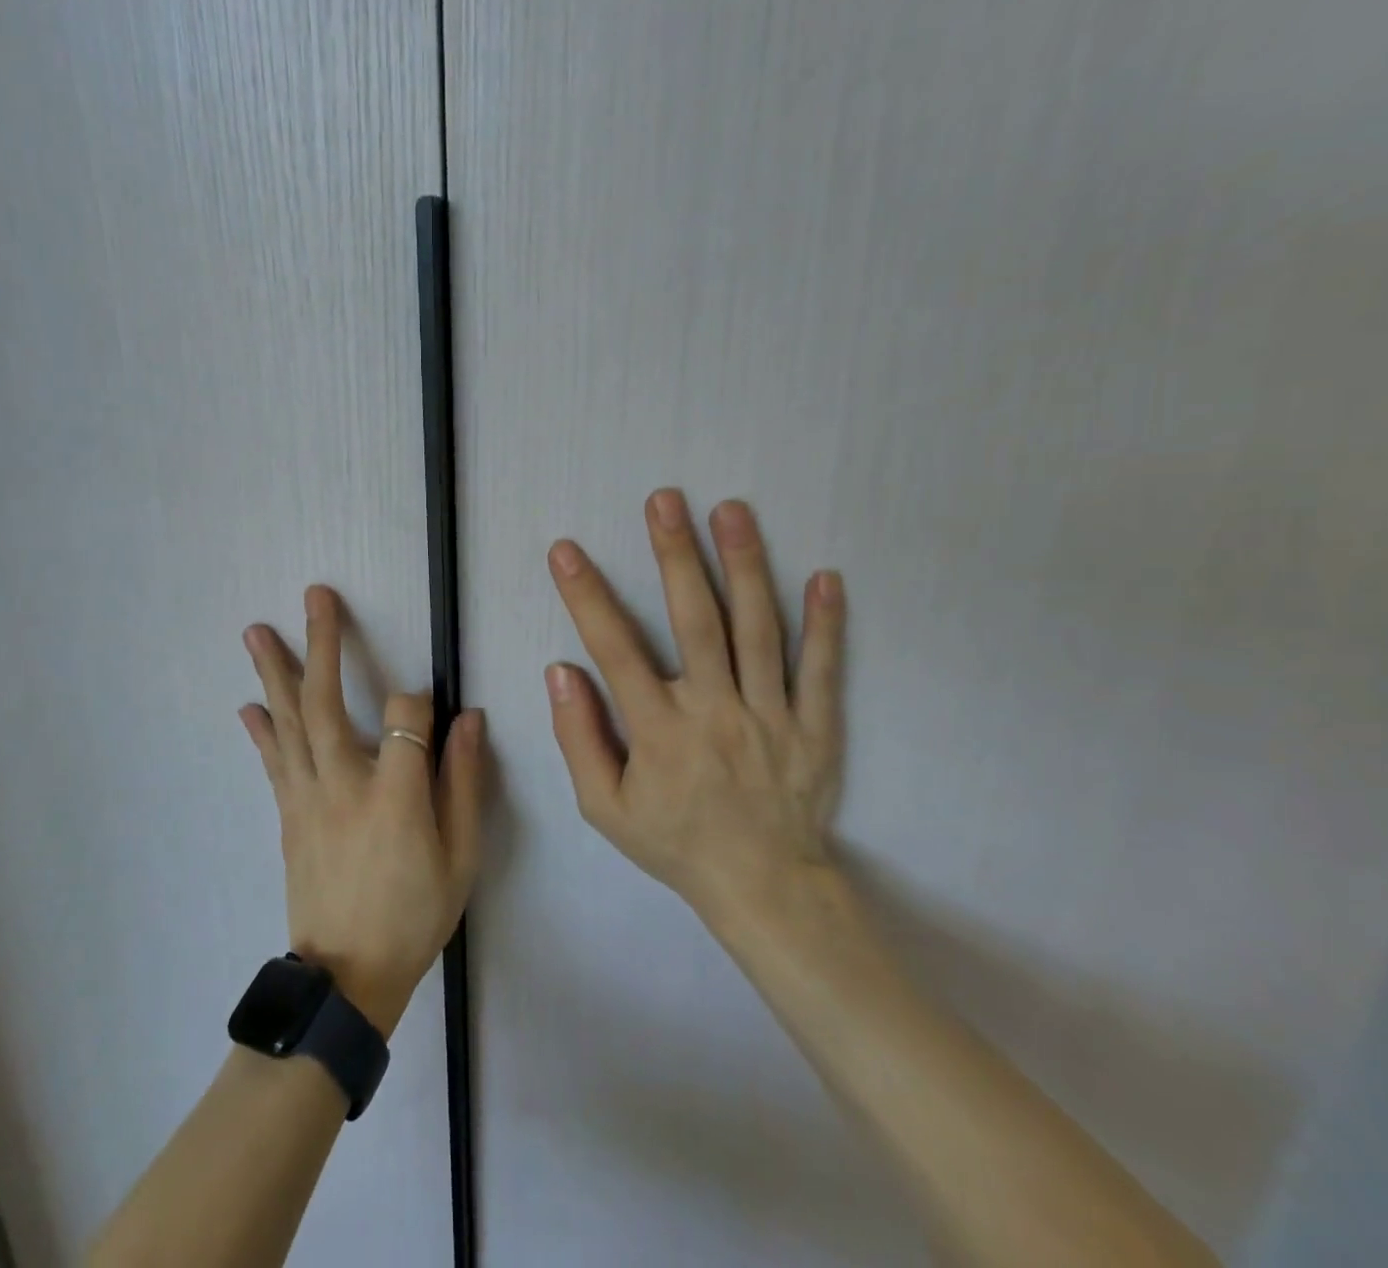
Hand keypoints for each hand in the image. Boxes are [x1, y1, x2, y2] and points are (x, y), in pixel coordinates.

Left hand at [240, 585, 484, 1037]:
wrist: (347, 979)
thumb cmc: (415, 915)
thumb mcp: (461, 857)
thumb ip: (465, 783)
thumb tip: (470, 720)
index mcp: (395, 796)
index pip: (407, 717)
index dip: (421, 700)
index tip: (431, 705)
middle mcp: (343, 784)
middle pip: (325, 702)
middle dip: (322, 643)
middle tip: (316, 596)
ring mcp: (307, 798)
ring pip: (288, 722)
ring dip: (274, 672)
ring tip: (257, 631)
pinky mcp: (288, 814)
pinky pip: (273, 761)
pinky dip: (261, 729)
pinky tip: (249, 704)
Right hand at [544, 489, 846, 932]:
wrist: (765, 888)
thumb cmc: (676, 843)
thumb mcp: (605, 808)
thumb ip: (580, 738)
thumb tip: (561, 671)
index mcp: (661, 732)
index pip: (616, 650)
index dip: (587, 597)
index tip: (566, 551)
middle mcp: (716, 712)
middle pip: (695, 622)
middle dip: (676, 556)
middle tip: (665, 500)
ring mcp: (772, 716)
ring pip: (758, 631)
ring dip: (745, 566)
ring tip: (732, 511)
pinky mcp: (816, 726)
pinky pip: (822, 670)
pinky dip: (826, 623)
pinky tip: (826, 576)